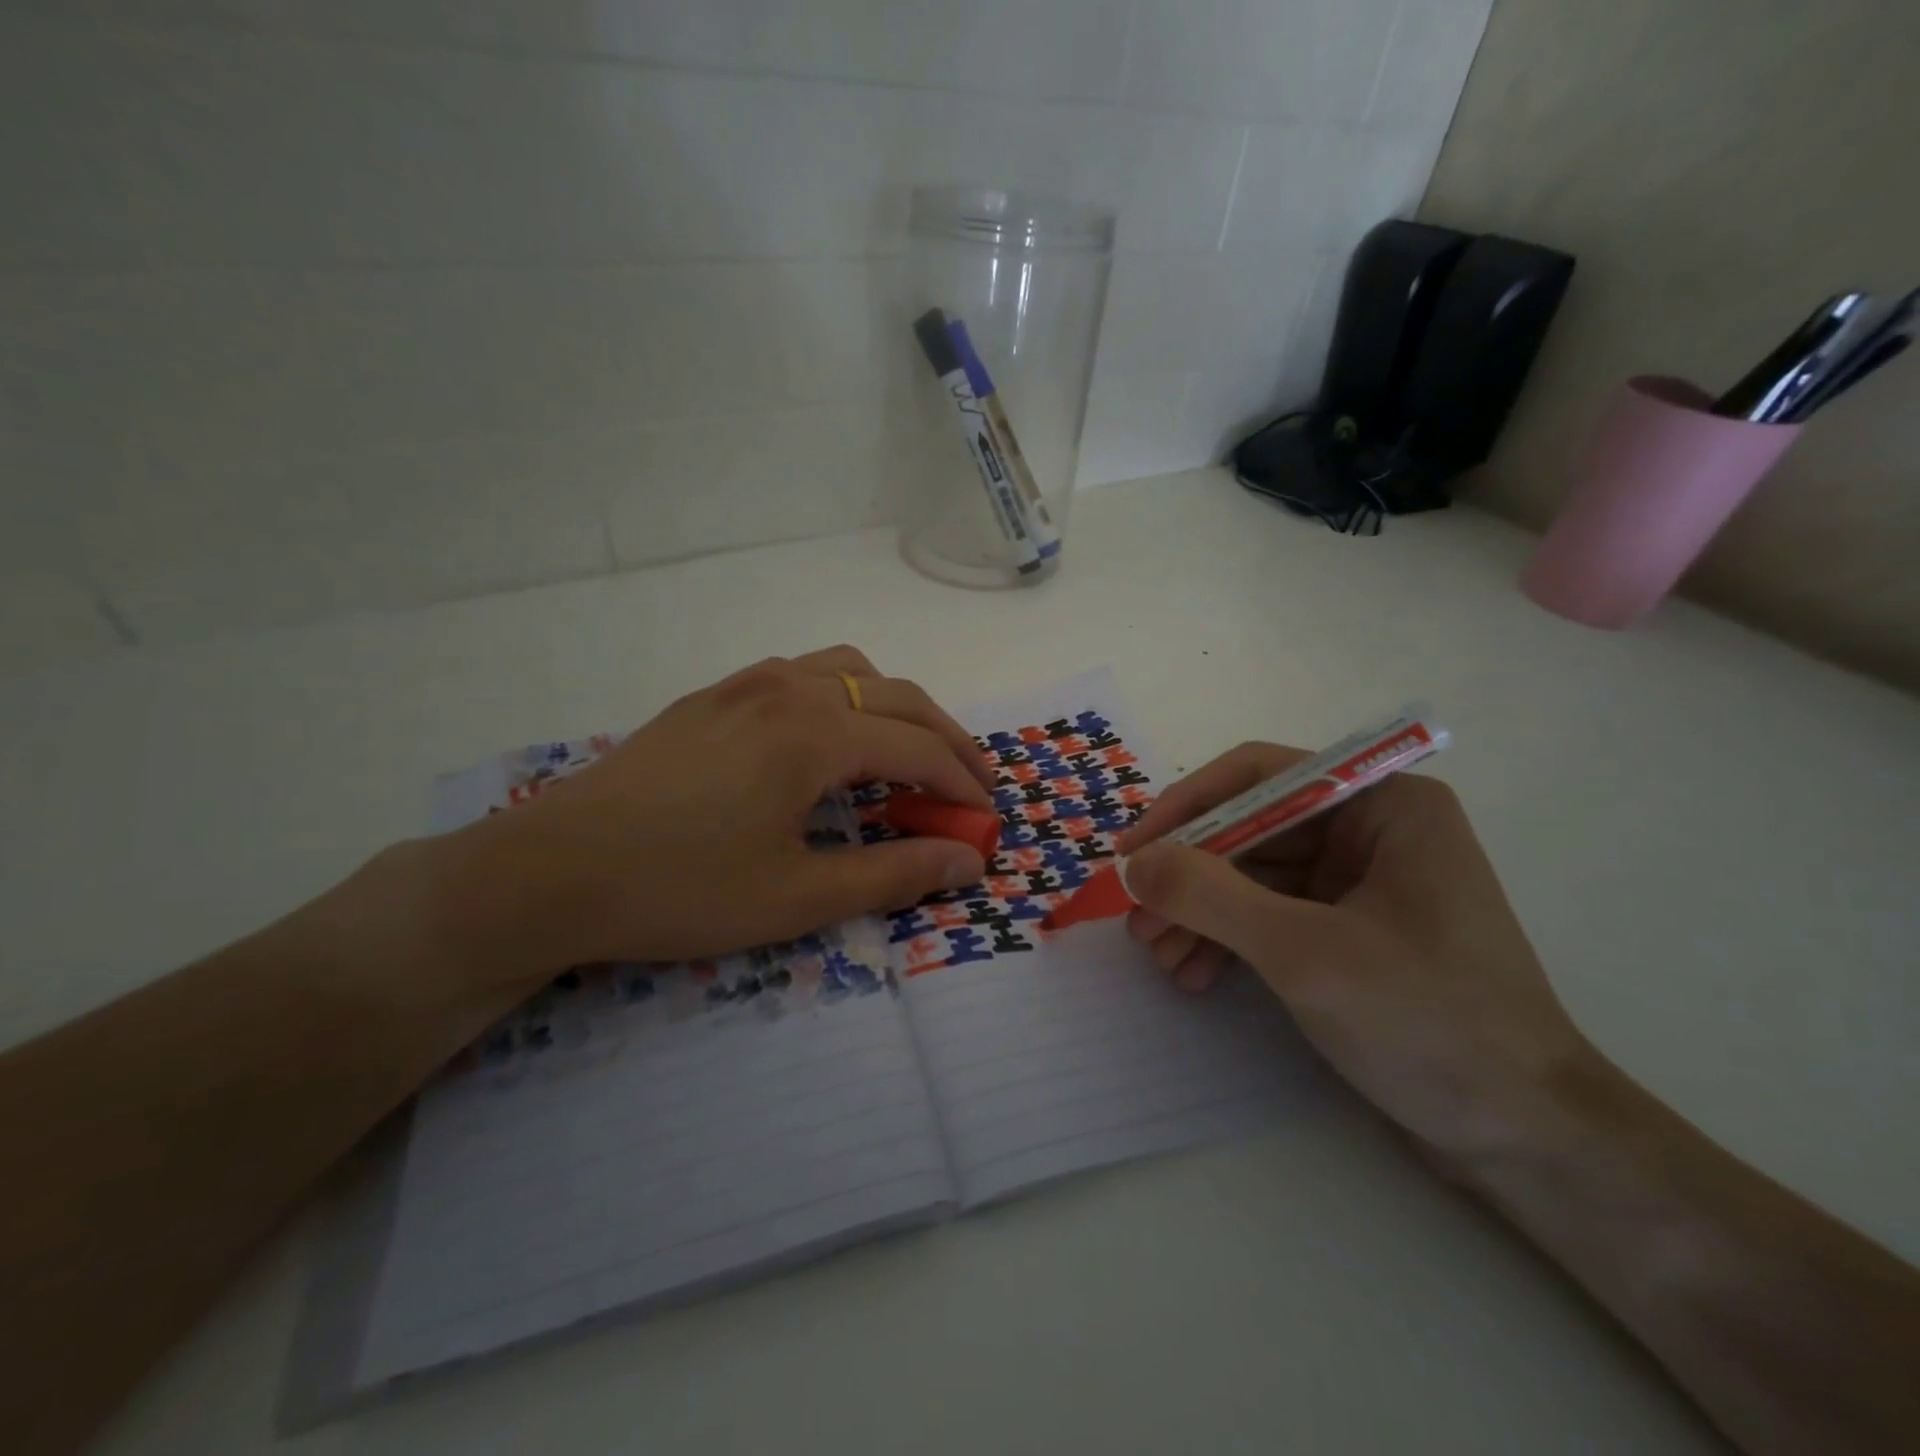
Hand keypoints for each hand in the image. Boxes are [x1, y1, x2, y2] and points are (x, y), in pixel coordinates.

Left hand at [441, 646, 994, 983]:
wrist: (549, 872)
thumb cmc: (680, 889)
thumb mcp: (797, 896)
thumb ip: (892, 875)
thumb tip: (968, 861)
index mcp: (814, 732)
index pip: (918, 748)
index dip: (963, 783)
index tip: (988, 817)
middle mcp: (788, 689)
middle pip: (896, 697)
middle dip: (946, 738)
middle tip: (972, 784)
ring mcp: (745, 684)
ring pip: (849, 670)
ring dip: (894, 706)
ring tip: (908, 752)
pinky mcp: (712, 697)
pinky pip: (801, 674)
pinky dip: (844, 697)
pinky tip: (829, 740)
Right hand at [1120, 745, 1599, 1164]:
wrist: (1526, 1140)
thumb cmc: (1427, 1023)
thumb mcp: (1303, 952)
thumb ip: (1209, 895)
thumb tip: (1133, 863)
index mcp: (1383, 806)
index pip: (1259, 777)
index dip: (1186, 807)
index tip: (1132, 852)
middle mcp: (1372, 831)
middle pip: (1250, 830)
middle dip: (1189, 876)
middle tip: (1137, 920)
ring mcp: (1362, 883)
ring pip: (1253, 876)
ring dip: (1200, 912)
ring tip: (1158, 956)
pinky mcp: (1351, 931)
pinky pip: (1270, 915)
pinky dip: (1228, 939)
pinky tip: (1193, 974)